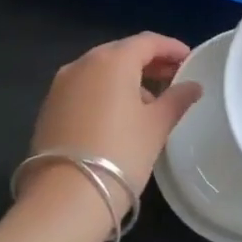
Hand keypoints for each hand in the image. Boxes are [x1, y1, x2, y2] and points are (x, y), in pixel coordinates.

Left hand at [24, 33, 203, 219]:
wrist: (64, 200)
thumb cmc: (120, 154)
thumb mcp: (156, 126)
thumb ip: (176, 100)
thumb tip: (193, 86)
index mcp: (112, 60)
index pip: (147, 42)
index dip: (171, 48)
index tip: (189, 59)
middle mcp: (82, 63)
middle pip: (122, 52)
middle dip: (149, 62)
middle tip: (173, 78)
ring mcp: (61, 85)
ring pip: (100, 70)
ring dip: (126, 78)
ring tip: (149, 101)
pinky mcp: (49, 108)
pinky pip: (84, 88)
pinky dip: (104, 92)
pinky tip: (118, 116)